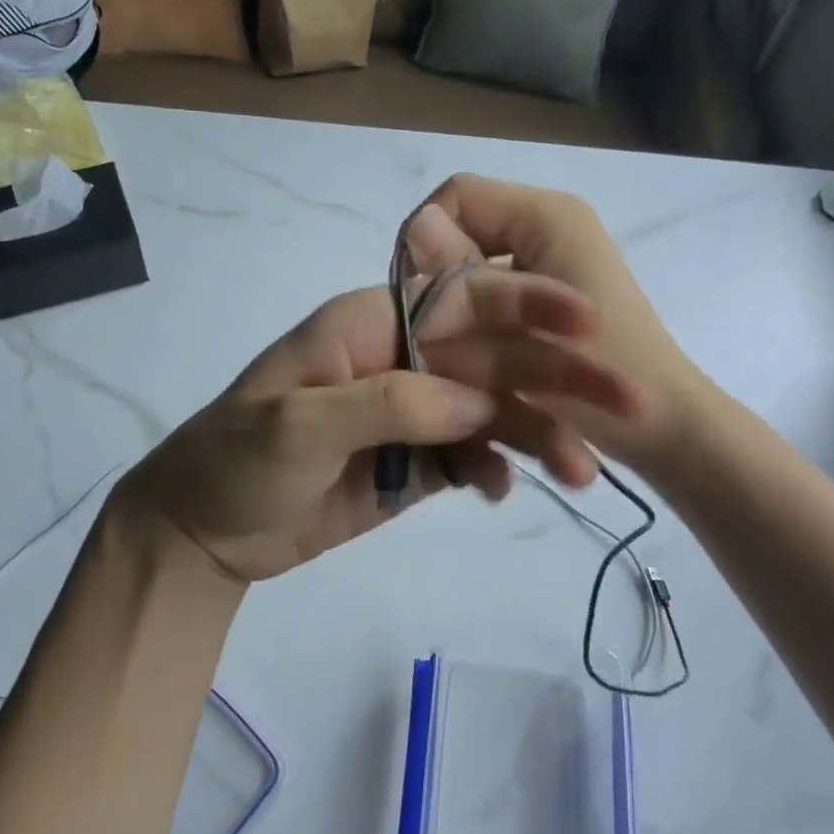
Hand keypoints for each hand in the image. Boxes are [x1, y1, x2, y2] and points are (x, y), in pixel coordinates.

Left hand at [119, 273, 645, 583]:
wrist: (205, 532)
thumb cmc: (236, 461)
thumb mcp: (298, 424)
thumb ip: (388, 403)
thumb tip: (478, 404)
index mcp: (368, 326)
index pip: (458, 301)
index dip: (524, 305)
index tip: (590, 323)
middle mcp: (398, 360)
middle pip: (489, 358)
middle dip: (555, 378)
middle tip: (628, 405)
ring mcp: (409, 414)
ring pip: (488, 412)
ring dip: (537, 435)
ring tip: (585, 471)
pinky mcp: (411, 462)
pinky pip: (469, 457)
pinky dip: (493, 469)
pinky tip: (505, 490)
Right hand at [405, 173, 710, 469]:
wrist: (666, 430)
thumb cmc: (611, 376)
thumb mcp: (526, 325)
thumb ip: (466, 276)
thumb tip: (417, 226)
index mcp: (547, 217)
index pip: (455, 198)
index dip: (424, 242)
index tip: (417, 302)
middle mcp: (545, 230)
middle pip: (460, 243)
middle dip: (442, 292)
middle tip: (435, 344)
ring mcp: (546, 269)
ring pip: (468, 279)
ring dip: (458, 320)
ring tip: (456, 365)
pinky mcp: (544, 304)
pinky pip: (487, 304)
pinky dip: (477, 333)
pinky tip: (476, 370)